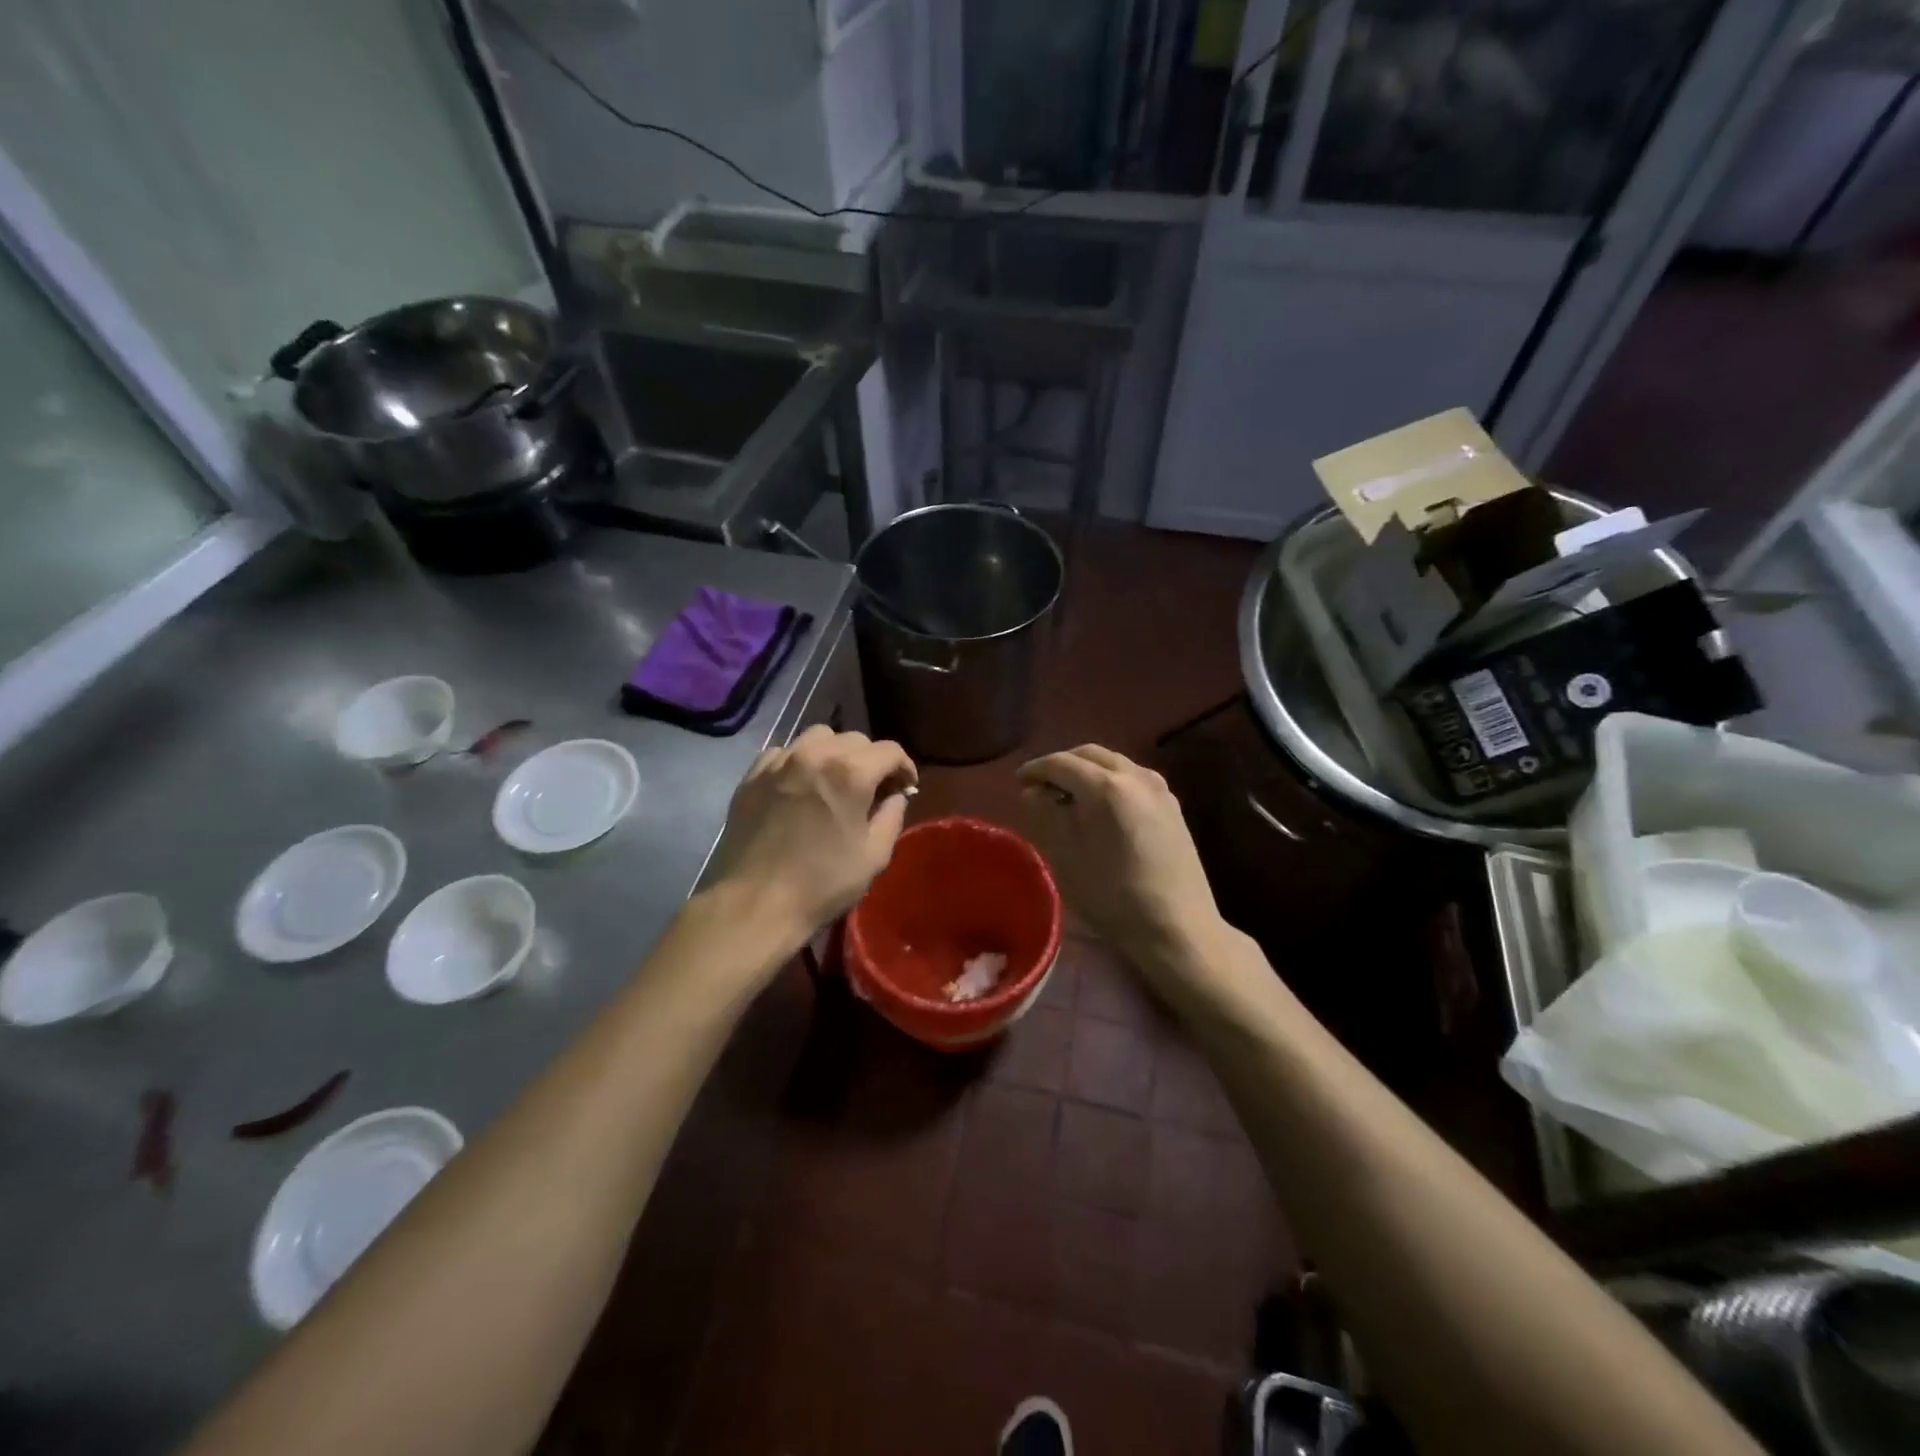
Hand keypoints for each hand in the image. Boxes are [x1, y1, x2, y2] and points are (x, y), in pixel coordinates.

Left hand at [709, 725, 916, 939]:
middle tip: (872, 789)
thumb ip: (892, 816)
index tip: (905, 787)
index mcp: (850, 773)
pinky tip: (800, 787)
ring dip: (834, 753)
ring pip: (817, 738)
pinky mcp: (752, 775)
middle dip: (871, 760)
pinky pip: (783, 753)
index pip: (889, 751)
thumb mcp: (874, 855)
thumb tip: (895, 796)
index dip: (904, 767)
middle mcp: (814, 755)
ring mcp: (779, 762)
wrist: (756, 903)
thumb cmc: (822, 883)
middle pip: (854, 739)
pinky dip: (799, 762)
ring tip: (834, 781)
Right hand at [1018, 745, 1224, 976]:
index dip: (1036, 768)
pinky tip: (1101, 805)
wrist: (1178, 926)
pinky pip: (1133, 777)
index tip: (1019, 781)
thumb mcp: (1069, 856)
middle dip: (1063, 764)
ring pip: (1115, 763)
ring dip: (1088, 770)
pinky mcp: (1172, 805)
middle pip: (1091, 755)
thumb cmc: (1114, 896)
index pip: (1062, 763)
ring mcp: (1159, 789)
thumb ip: (1049, 815)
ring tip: (1068, 794)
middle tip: (1041, 785)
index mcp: (1106, 787)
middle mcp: (1135, 776)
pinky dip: (1110, 780)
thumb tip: (1034, 793)